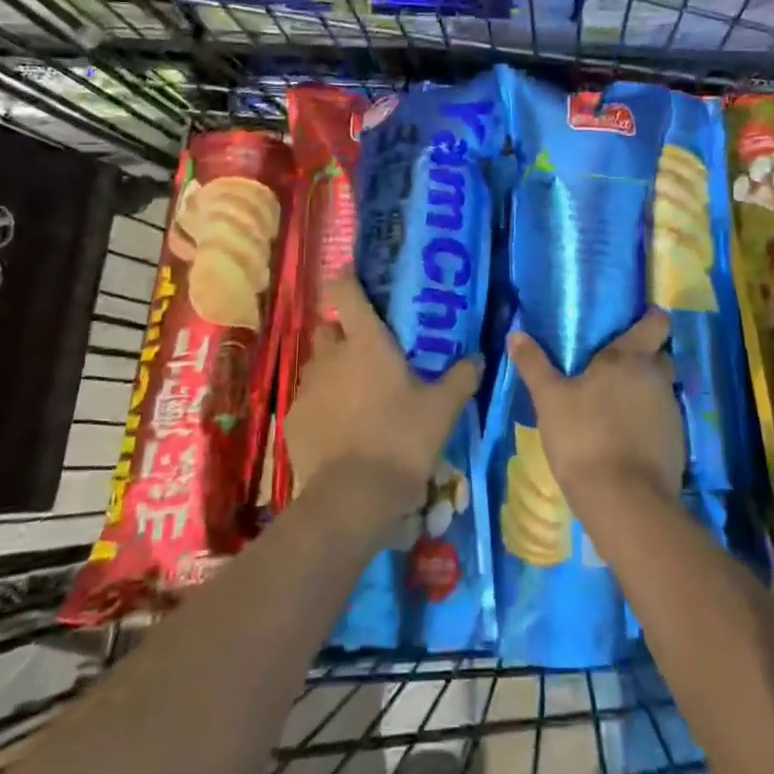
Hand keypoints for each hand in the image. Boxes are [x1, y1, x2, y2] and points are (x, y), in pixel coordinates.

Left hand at [286, 275, 481, 535]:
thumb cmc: (402, 440)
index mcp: (366, 342)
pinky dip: (323, 404)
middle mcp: (331, 356)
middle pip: (328, 328)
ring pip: (318, 364)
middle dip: (343, 331)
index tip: (354, 275)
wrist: (353, 498)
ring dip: (334, 369)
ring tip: (357, 392)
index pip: (344, 291)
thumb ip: (462, 377)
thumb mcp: (443, 409)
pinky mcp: (294, 420)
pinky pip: (309, 399)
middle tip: (368, 348)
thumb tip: (479, 357)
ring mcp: (308, 388)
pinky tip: (342, 426)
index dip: (347, 278)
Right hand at [507, 308, 683, 507]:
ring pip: (660, 389)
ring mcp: (672, 412)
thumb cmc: (584, 437)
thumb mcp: (549, 399)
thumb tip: (516, 334)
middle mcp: (658, 378)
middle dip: (642, 356)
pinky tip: (623, 436)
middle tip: (611, 365)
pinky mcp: (677, 443)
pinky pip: (662, 420)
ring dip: (643, 391)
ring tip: (613, 404)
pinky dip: (647, 422)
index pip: (657, 321)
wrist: (624, 502)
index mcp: (631, 357)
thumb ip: (534, 364)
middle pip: (659, 355)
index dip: (648, 318)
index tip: (631, 321)